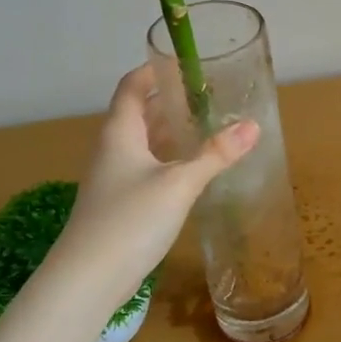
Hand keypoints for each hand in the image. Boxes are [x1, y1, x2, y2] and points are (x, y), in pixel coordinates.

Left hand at [57, 64, 258, 310]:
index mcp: (120, 133)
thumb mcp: (179, 184)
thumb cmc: (130, 220)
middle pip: (139, 113)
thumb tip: (252, 126)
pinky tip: (192, 169)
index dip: (154, 71)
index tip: (184, 62)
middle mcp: (112, 150)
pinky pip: (147, 168)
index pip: (132, 87)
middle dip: (170, 101)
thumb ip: (215, 155)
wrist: (88, 279)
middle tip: (208, 95)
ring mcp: (114, 178)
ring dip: (171, 131)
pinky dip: (169, 159)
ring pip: (144, 143)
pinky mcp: (121, 203)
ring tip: (207, 125)